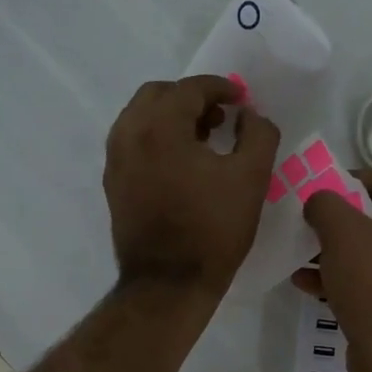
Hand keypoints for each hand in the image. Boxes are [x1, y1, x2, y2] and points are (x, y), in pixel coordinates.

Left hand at [104, 76, 280, 297]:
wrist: (168, 283)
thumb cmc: (213, 230)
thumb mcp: (251, 178)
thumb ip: (258, 134)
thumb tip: (248, 115)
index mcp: (160, 127)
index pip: (191, 88)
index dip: (221, 88)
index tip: (241, 100)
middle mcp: (129, 134)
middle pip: (158, 94)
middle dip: (191, 98)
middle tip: (221, 117)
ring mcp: (115, 160)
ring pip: (141, 117)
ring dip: (171, 117)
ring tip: (202, 139)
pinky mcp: (113, 184)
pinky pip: (132, 142)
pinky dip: (156, 138)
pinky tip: (181, 163)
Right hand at [294, 171, 371, 371]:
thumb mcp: (342, 232)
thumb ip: (325, 203)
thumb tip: (319, 200)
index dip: (347, 182)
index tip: (316, 194)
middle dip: (336, 222)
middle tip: (306, 225)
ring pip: (371, 252)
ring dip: (334, 252)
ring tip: (299, 256)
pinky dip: (343, 278)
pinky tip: (307, 284)